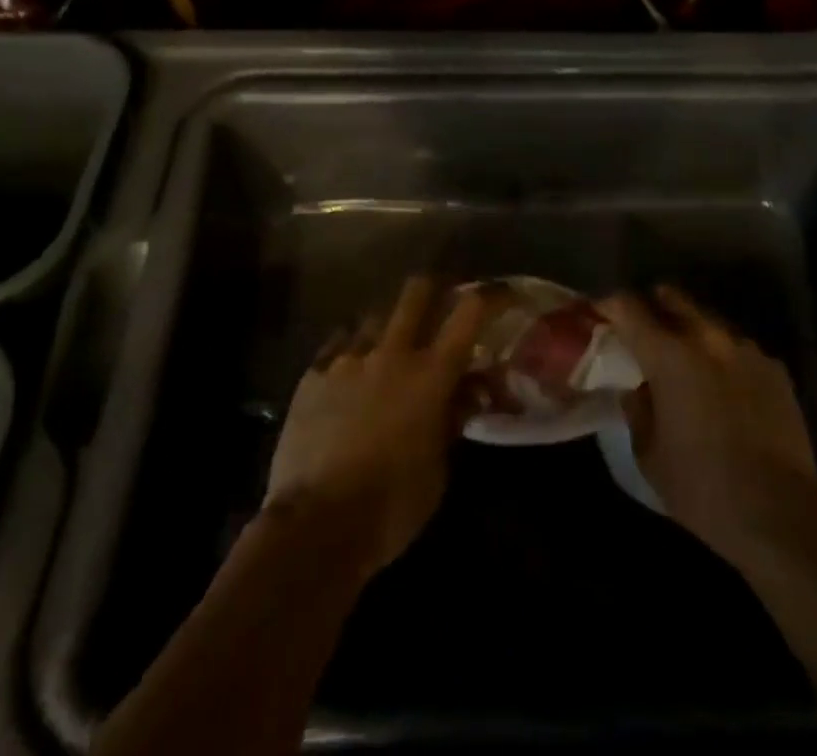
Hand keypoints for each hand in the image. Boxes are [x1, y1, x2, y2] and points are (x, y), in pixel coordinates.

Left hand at [264, 277, 487, 578]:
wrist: (315, 527)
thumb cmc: (391, 507)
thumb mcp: (438, 470)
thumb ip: (454, 419)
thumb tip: (471, 390)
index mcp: (431, 374)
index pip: (470, 312)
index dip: (491, 295)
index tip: (504, 293)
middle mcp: (392, 352)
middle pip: (417, 291)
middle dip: (434, 290)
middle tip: (441, 306)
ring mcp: (348, 359)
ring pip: (375, 314)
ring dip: (391, 324)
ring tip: (391, 345)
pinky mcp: (313, 374)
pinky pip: (338, 343)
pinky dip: (352, 348)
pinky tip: (352, 368)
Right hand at [600, 286, 816, 564]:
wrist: (780, 514)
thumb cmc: (701, 487)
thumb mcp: (648, 452)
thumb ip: (637, 407)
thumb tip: (636, 386)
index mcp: (668, 353)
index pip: (627, 306)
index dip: (609, 305)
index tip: (600, 314)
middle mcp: (707, 337)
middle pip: (671, 296)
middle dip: (652, 306)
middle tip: (642, 332)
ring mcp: (746, 348)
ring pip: (707, 320)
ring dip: (690, 331)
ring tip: (686, 362)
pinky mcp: (775, 368)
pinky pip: (738, 348)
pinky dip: (723, 357)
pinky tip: (724, 389)